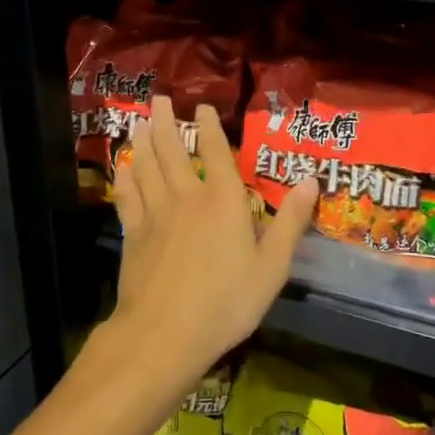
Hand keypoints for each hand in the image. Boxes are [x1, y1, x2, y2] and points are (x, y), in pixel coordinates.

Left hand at [109, 95, 317, 389]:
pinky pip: (127, 196)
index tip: (203, 107)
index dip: (209, 126)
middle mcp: (187, 197)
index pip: (215, 152)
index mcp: (224, 201)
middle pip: (172, 150)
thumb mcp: (272, 267)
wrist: (164, 334)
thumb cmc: (226, 302)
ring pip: (146, 166)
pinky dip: (125, 178)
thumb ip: (290, 222)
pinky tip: (123, 168)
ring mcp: (155, 214)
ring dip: (143, 141)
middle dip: (166, 122)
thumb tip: (311, 180)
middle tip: (159, 99)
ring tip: (140, 122)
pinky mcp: (133, 234)